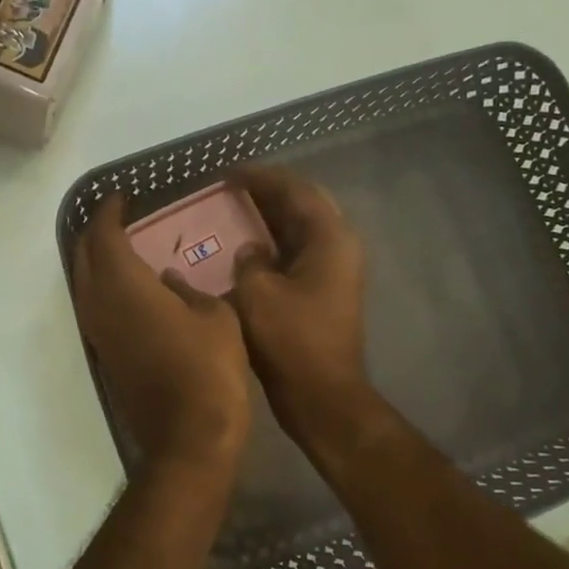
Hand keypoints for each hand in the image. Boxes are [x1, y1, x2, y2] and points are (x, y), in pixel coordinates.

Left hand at [71, 194, 251, 474]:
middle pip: (84, 255)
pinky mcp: (104, 353)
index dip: (110, 212)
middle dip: (97, 231)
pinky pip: (92, 304)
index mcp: (125, 284)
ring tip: (118, 243)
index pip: (104, 235)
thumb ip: (189, 290)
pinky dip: (101, 284)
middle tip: (118, 216)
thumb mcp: (215, 315)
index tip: (122, 197)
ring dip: (94, 258)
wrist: (189, 435)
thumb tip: (170, 279)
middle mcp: (99, 303)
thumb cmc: (208, 367)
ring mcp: (98, 331)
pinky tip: (124, 284)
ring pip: (83, 281)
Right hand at [229, 166, 375, 452]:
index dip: (262, 177)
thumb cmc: (291, 341)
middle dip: (271, 191)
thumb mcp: (257, 294)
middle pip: (305, 204)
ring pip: (302, 228)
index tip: (230, 172)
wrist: (322, 397)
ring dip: (273, 216)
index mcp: (330, 239)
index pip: (296, 190)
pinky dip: (275, 242)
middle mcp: (339, 247)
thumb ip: (249, 261)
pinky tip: (248, 244)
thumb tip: (251, 251)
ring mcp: (335, 270)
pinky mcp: (325, 291)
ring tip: (237, 206)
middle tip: (235, 185)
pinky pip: (298, 251)